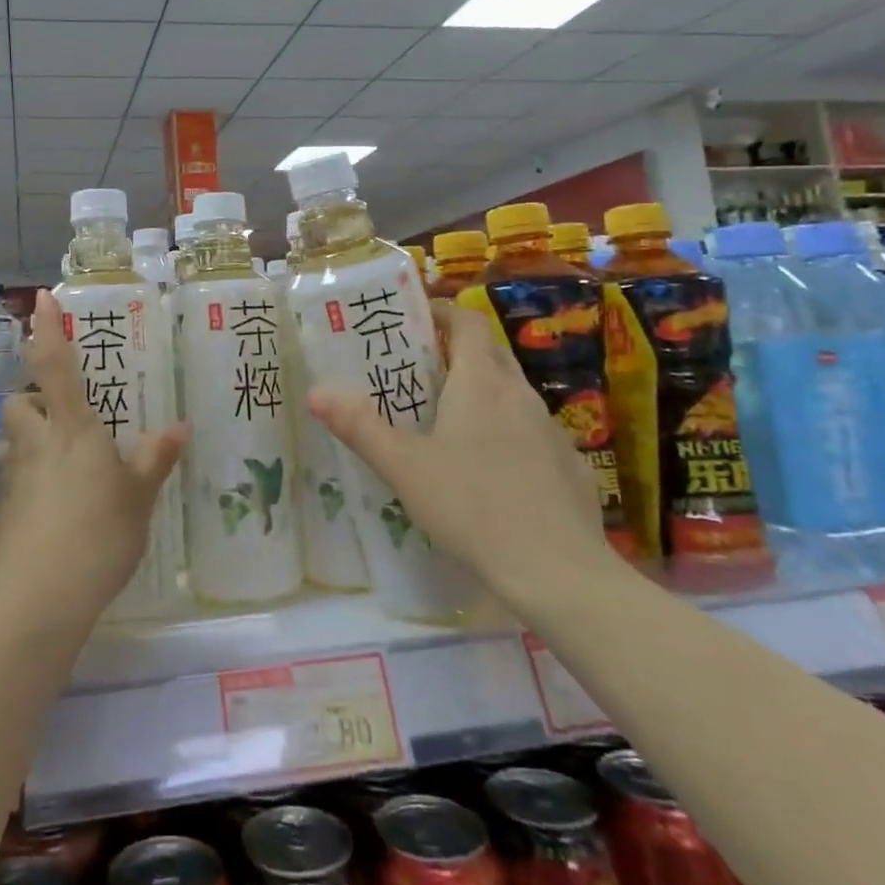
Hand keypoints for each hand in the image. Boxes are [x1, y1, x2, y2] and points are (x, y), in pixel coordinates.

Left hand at [0, 290, 187, 623]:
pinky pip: (3, 495)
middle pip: (18, 405)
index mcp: (72, 431)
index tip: (40, 299)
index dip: (47, 330)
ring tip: (50, 475)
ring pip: (6, 448)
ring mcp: (7, 482)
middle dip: (31, 403)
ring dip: (22, 449)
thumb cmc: (99, 535)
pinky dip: (18, 499)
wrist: (40, 599)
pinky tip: (39, 525)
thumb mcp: (139, 498)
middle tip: (59, 423)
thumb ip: (155, 459)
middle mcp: (33, 446)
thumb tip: (181, 425)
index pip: (55, 366)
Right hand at [306, 302, 614, 614]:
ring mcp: (551, 431)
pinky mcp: (569, 466)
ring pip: (513, 394)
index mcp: (481, 383)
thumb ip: (359, 427)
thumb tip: (315, 391)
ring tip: (448, 419)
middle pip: (491, 353)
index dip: (443, 313)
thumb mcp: (403, 467)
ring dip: (483, 392)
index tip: (415, 320)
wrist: (559, 572)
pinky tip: (491, 470)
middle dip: (458, 350)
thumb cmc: (473, 506)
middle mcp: (520, 395)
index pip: (468, 323)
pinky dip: (508, 433)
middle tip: (420, 367)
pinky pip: (532, 433)